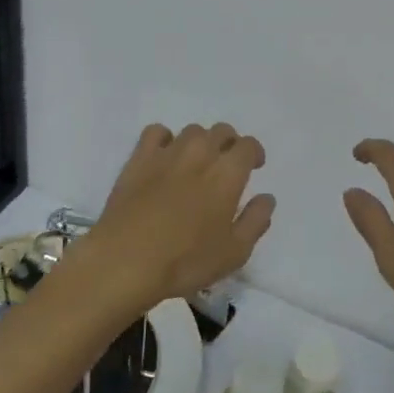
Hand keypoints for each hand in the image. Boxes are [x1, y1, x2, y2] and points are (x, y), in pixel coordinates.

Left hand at [74, 123, 275, 311]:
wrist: (126, 260)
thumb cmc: (186, 260)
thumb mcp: (234, 253)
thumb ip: (255, 221)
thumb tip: (267, 198)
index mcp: (228, 172)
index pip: (248, 145)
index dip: (254, 153)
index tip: (254, 166)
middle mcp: (201, 152)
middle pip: (221, 131)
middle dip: (229, 143)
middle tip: (226, 165)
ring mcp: (168, 152)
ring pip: (192, 131)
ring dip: (200, 142)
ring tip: (196, 163)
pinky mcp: (139, 157)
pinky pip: (157, 132)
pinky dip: (165, 139)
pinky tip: (164, 157)